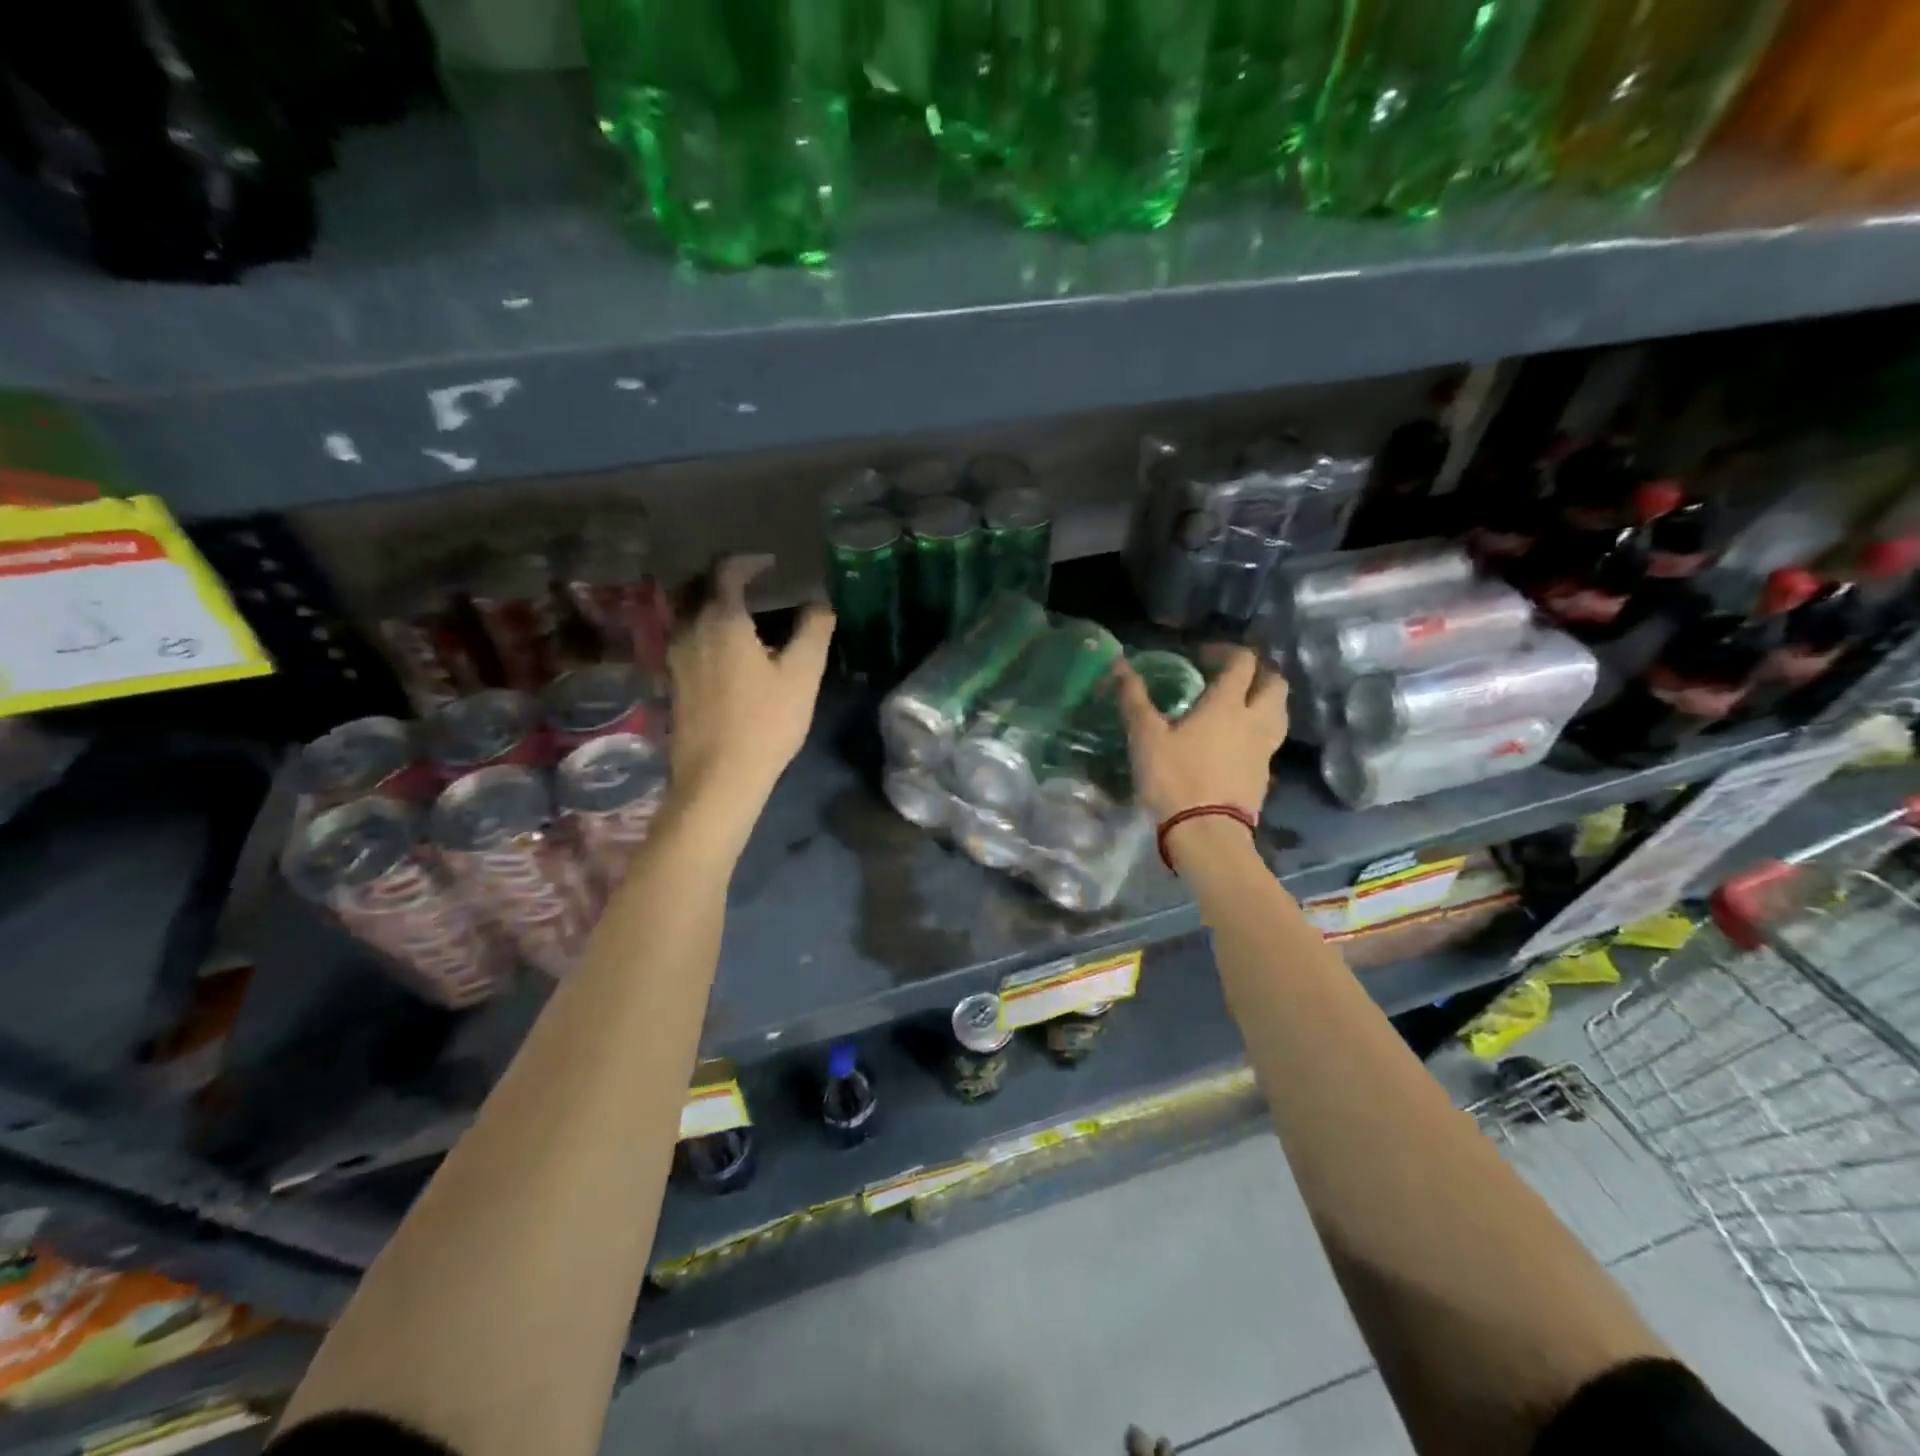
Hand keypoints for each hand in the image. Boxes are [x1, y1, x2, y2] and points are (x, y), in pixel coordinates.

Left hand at [666, 556, 832, 842]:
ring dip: (712, 604)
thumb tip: (819, 603)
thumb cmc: (765, 722)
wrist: (719, 777)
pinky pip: (687, 638)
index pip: (726, 571)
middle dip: (725, 579)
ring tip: (744, 616)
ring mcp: (675, 656)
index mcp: (720, 620)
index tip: (771, 565)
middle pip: (698, 587)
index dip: (749, 562)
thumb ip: (813, 631)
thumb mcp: (802, 675)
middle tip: (754, 583)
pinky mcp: (673, 680)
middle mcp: (689, 629)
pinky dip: (706, 629)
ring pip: (689, 613)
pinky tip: (728, 650)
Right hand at [1116, 646, 1286, 824]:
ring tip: (1240, 705)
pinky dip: (1260, 730)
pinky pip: (1270, 740)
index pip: (1242, 662)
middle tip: (1232, 676)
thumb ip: (1134, 699)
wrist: (1206, 833)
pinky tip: (1238, 741)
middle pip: (1275, 683)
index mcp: (1227, 704)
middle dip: (1258, 672)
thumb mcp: (1146, 737)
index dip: (1225, 651)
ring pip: (1279, 712)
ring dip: (1265, 700)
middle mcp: (1254, 720)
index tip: (1203, 656)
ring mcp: (1265, 749)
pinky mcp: (1265, 774)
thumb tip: (1118, 664)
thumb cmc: (1174, 778)